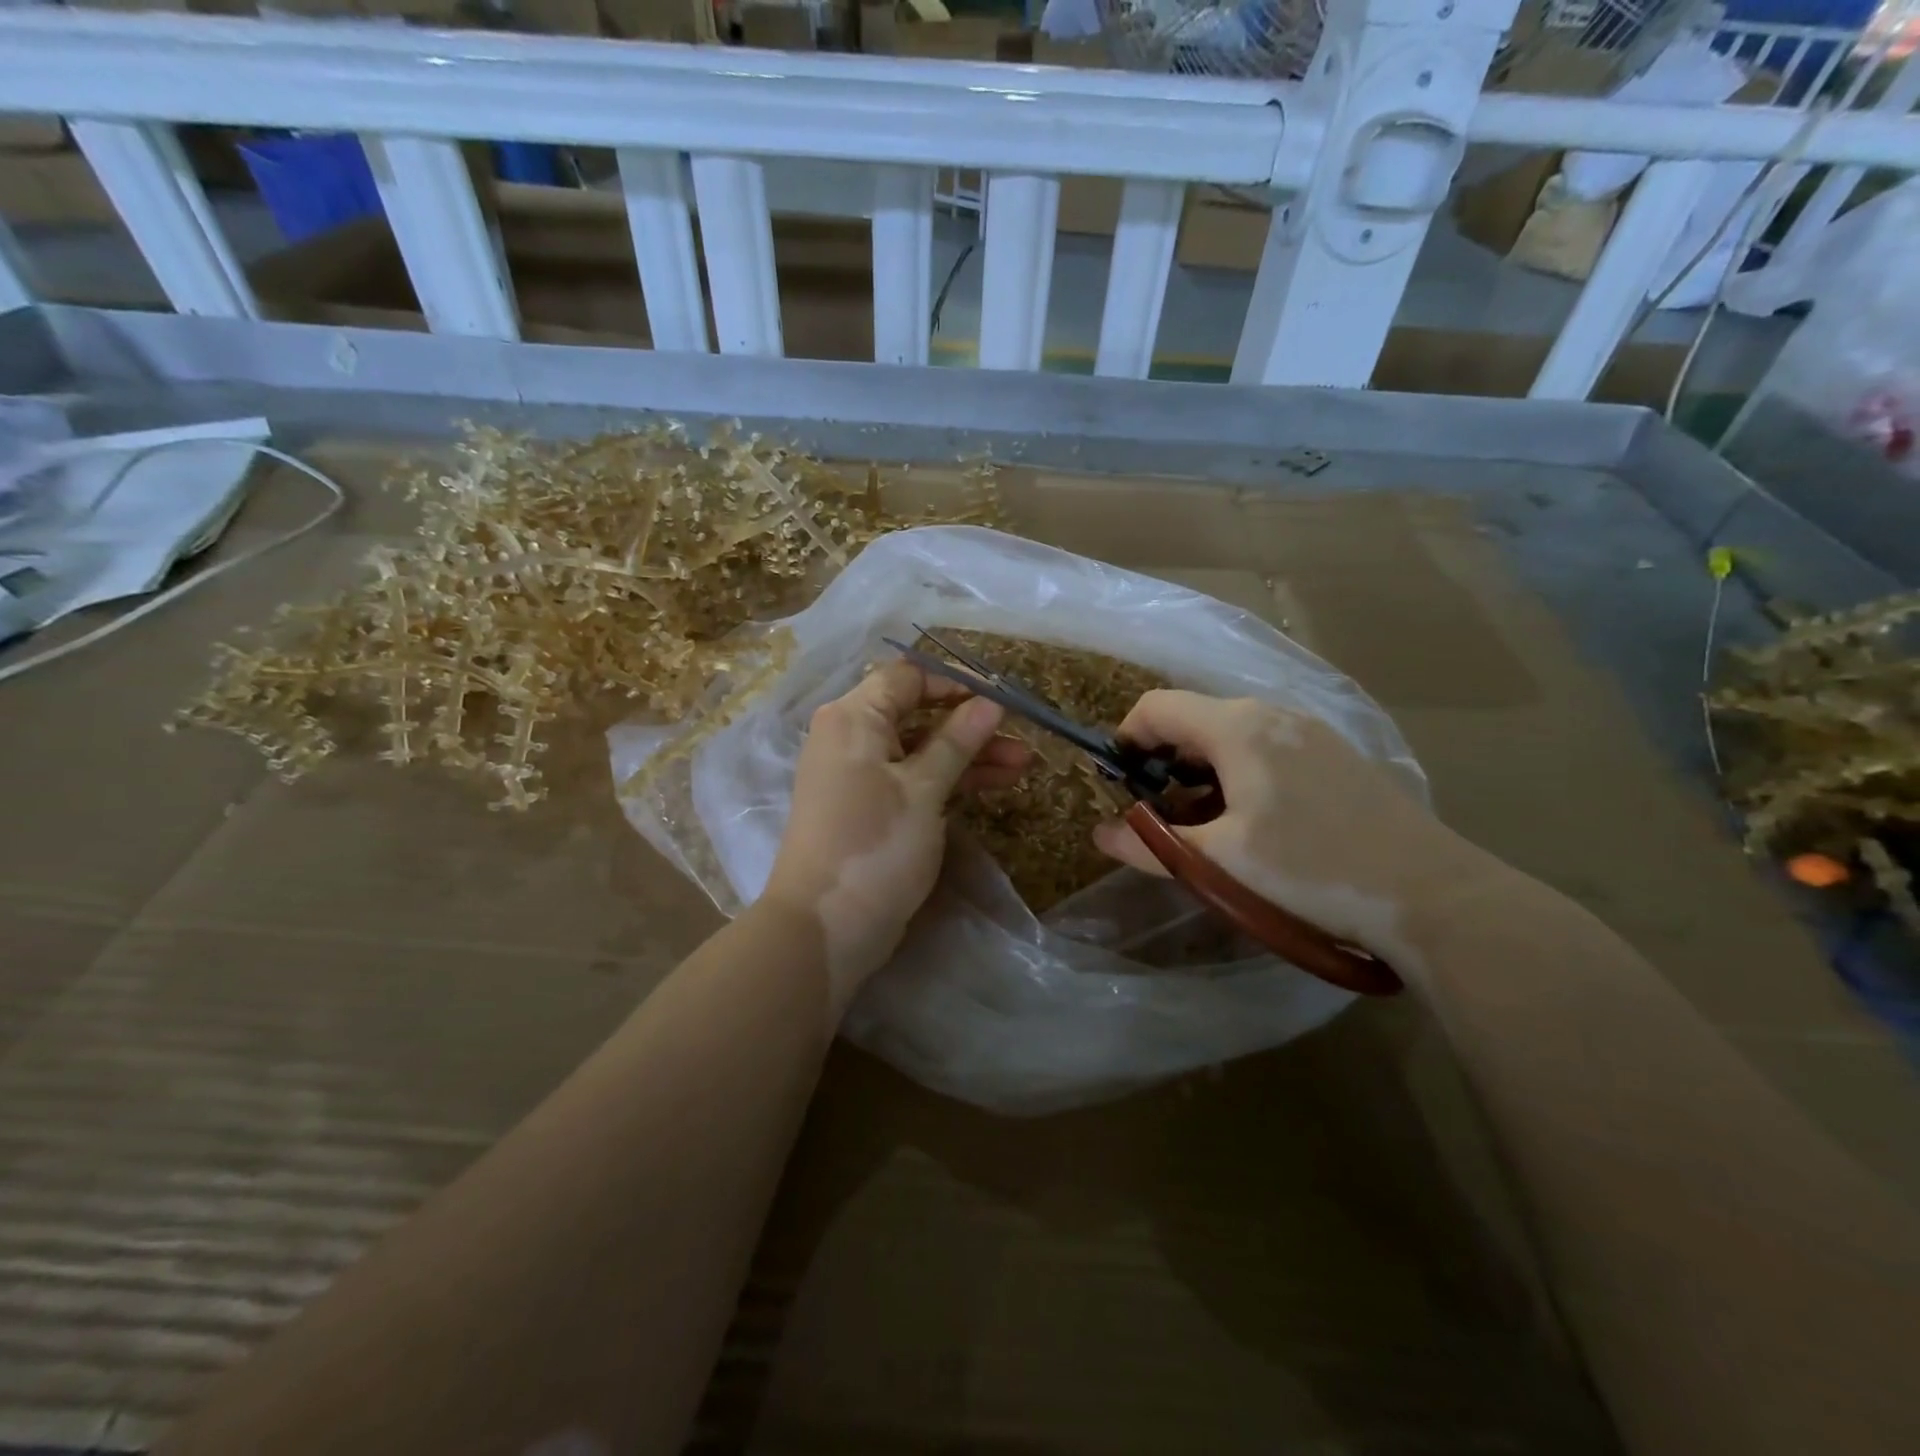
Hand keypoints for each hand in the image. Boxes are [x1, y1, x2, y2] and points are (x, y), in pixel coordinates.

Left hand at [764, 660, 1031, 1004]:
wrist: (825, 926)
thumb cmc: (874, 846)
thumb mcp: (923, 790)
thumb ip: (957, 741)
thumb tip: (989, 702)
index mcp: (854, 718)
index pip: (908, 677)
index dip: (955, 684)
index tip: (1000, 701)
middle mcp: (851, 738)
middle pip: (917, 714)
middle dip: (971, 725)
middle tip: (1020, 740)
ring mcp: (858, 775)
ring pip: (920, 750)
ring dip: (969, 755)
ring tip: (1023, 766)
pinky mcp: (869, 809)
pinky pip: (912, 779)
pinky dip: (948, 780)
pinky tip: (991, 786)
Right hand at [1092, 691, 1482, 972]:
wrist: (1432, 894)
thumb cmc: (1310, 870)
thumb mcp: (1218, 863)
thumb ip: (1150, 845)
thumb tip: (1100, 835)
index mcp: (1237, 727)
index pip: (1156, 707)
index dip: (1126, 740)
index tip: (1119, 786)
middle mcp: (1272, 713)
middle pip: (1194, 720)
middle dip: (1164, 762)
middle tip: (1160, 817)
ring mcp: (1310, 732)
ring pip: (1232, 736)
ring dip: (1202, 772)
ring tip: (1206, 827)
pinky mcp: (1336, 755)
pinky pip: (1267, 749)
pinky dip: (1239, 775)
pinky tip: (1258, 825)